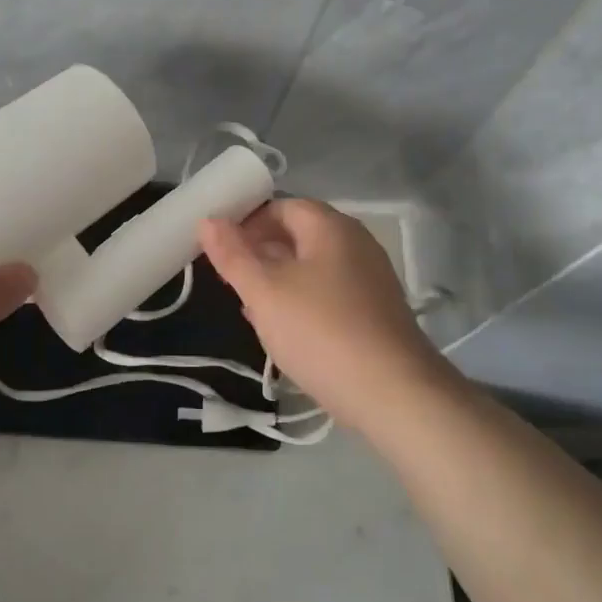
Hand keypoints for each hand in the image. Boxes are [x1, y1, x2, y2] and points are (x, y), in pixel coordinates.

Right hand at [200, 199, 447, 429]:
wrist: (393, 394)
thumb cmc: (320, 331)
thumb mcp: (264, 292)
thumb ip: (233, 254)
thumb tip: (208, 220)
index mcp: (331, 227)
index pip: (282, 206)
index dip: (247, 222)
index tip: (219, 249)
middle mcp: (356, 244)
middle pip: (298, 235)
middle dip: (259, 253)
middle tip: (229, 280)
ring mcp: (369, 278)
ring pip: (311, 267)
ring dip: (277, 280)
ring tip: (249, 307)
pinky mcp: (374, 312)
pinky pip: (328, 293)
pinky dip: (301, 302)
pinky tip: (283, 330)